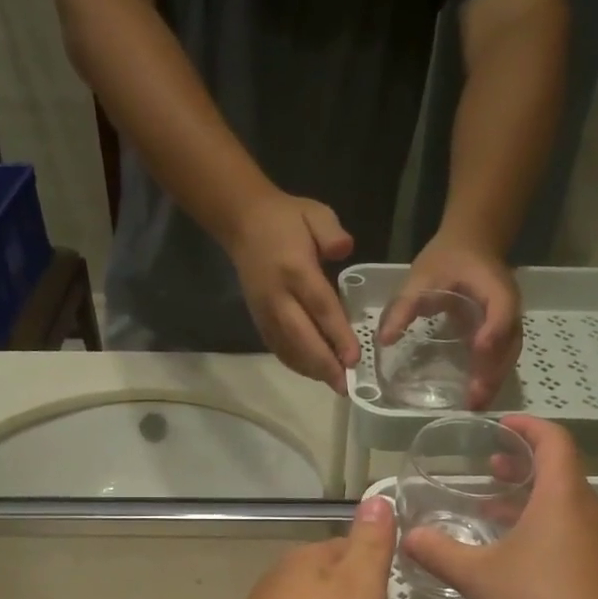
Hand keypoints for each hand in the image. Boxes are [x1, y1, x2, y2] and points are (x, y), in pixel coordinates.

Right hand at [228, 193, 359, 390]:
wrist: (243, 223)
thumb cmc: (286, 219)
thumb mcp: (314, 212)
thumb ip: (332, 232)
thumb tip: (345, 250)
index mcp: (295, 269)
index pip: (320, 307)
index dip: (337, 335)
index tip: (354, 358)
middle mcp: (278, 296)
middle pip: (302, 337)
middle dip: (324, 364)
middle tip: (345, 386)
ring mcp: (265, 311)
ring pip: (288, 348)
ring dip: (311, 369)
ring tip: (334, 384)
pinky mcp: (258, 319)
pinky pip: (277, 347)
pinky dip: (295, 363)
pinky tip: (313, 372)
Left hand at [379, 235, 521, 407]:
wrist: (471, 245)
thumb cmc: (446, 259)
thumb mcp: (421, 277)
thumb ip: (404, 306)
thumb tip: (384, 340)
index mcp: (494, 286)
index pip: (500, 310)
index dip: (492, 330)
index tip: (478, 349)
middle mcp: (508, 306)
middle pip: (508, 342)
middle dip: (493, 371)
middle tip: (475, 399)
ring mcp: (508, 321)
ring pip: (508, 354)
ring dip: (494, 380)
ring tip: (476, 406)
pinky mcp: (501, 333)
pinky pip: (501, 357)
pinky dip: (491, 376)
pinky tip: (476, 396)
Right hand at [402, 416, 597, 598]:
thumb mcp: (478, 577)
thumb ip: (440, 553)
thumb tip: (407, 538)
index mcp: (562, 497)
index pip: (554, 441)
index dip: (528, 426)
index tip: (501, 425)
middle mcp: (587, 510)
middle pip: (560, 471)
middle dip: (523, 464)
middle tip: (488, 467)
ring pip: (564, 504)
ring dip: (529, 499)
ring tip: (491, 509)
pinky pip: (570, 531)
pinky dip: (541, 526)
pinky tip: (512, 554)